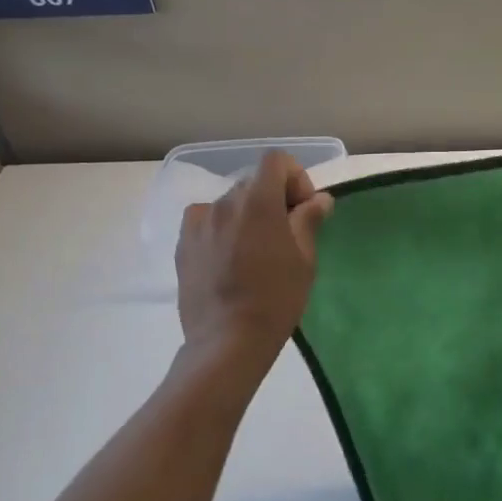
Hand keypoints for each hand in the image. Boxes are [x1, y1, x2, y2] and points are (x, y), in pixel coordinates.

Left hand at [176, 152, 333, 361]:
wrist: (228, 340)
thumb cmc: (276, 298)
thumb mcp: (304, 258)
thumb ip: (308, 220)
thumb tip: (318, 199)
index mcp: (258, 201)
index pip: (275, 160)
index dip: (295, 177)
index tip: (302, 209)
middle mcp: (225, 202)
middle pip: (253, 182)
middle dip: (273, 198)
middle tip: (285, 233)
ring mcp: (199, 222)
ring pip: (230, 203)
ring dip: (247, 214)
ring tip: (254, 249)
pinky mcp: (183, 244)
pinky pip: (206, 221)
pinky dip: (221, 228)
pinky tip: (228, 257)